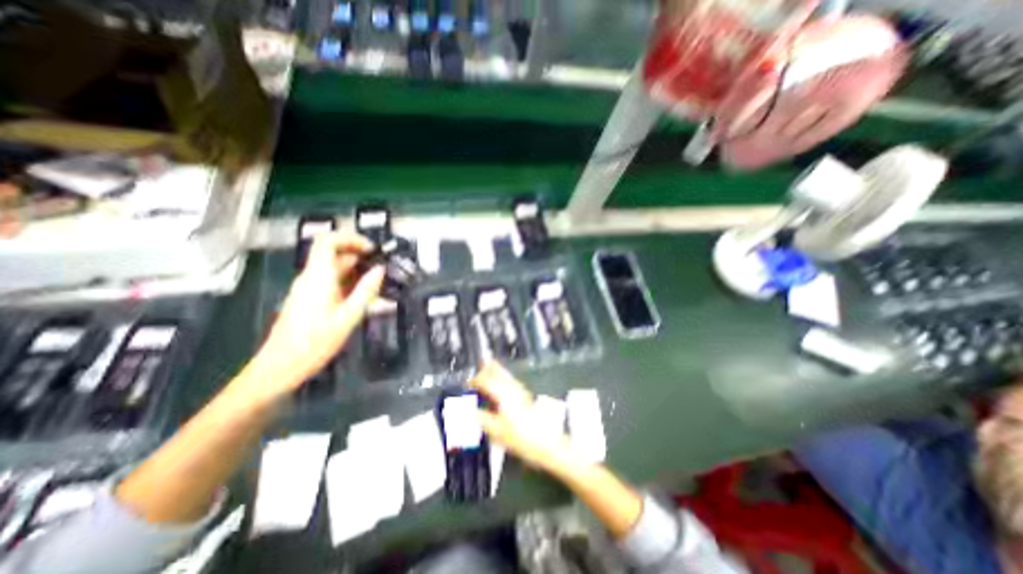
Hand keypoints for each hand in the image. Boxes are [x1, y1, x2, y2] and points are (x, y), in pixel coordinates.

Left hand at [243, 232, 383, 400]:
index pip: (327, 241)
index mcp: (318, 277)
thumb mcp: (348, 317)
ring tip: (377, 285)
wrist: (281, 367)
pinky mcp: (309, 299)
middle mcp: (311, 278)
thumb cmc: (314, 343)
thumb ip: (366, 291)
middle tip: (381, 268)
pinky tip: (363, 299)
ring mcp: (308, 288)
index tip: (371, 249)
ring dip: (357, 272)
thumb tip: (380, 270)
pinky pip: (331, 282)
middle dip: (359, 257)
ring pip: (334, 269)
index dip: (351, 239)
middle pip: (333, 254)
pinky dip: (349, 284)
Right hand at [472, 364, 574, 469]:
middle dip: (484, 370)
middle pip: (496, 370)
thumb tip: (467, 411)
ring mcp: (520, 389)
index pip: (485, 379)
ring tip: (483, 379)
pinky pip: (509, 380)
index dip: (473, 381)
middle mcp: (512, 387)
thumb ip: (481, 418)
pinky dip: (500, 380)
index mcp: (503, 393)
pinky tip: (497, 390)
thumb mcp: (496, 431)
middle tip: (474, 376)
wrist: (546, 442)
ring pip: (503, 374)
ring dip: (492, 373)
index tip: (465, 386)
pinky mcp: (524, 395)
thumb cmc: (520, 437)